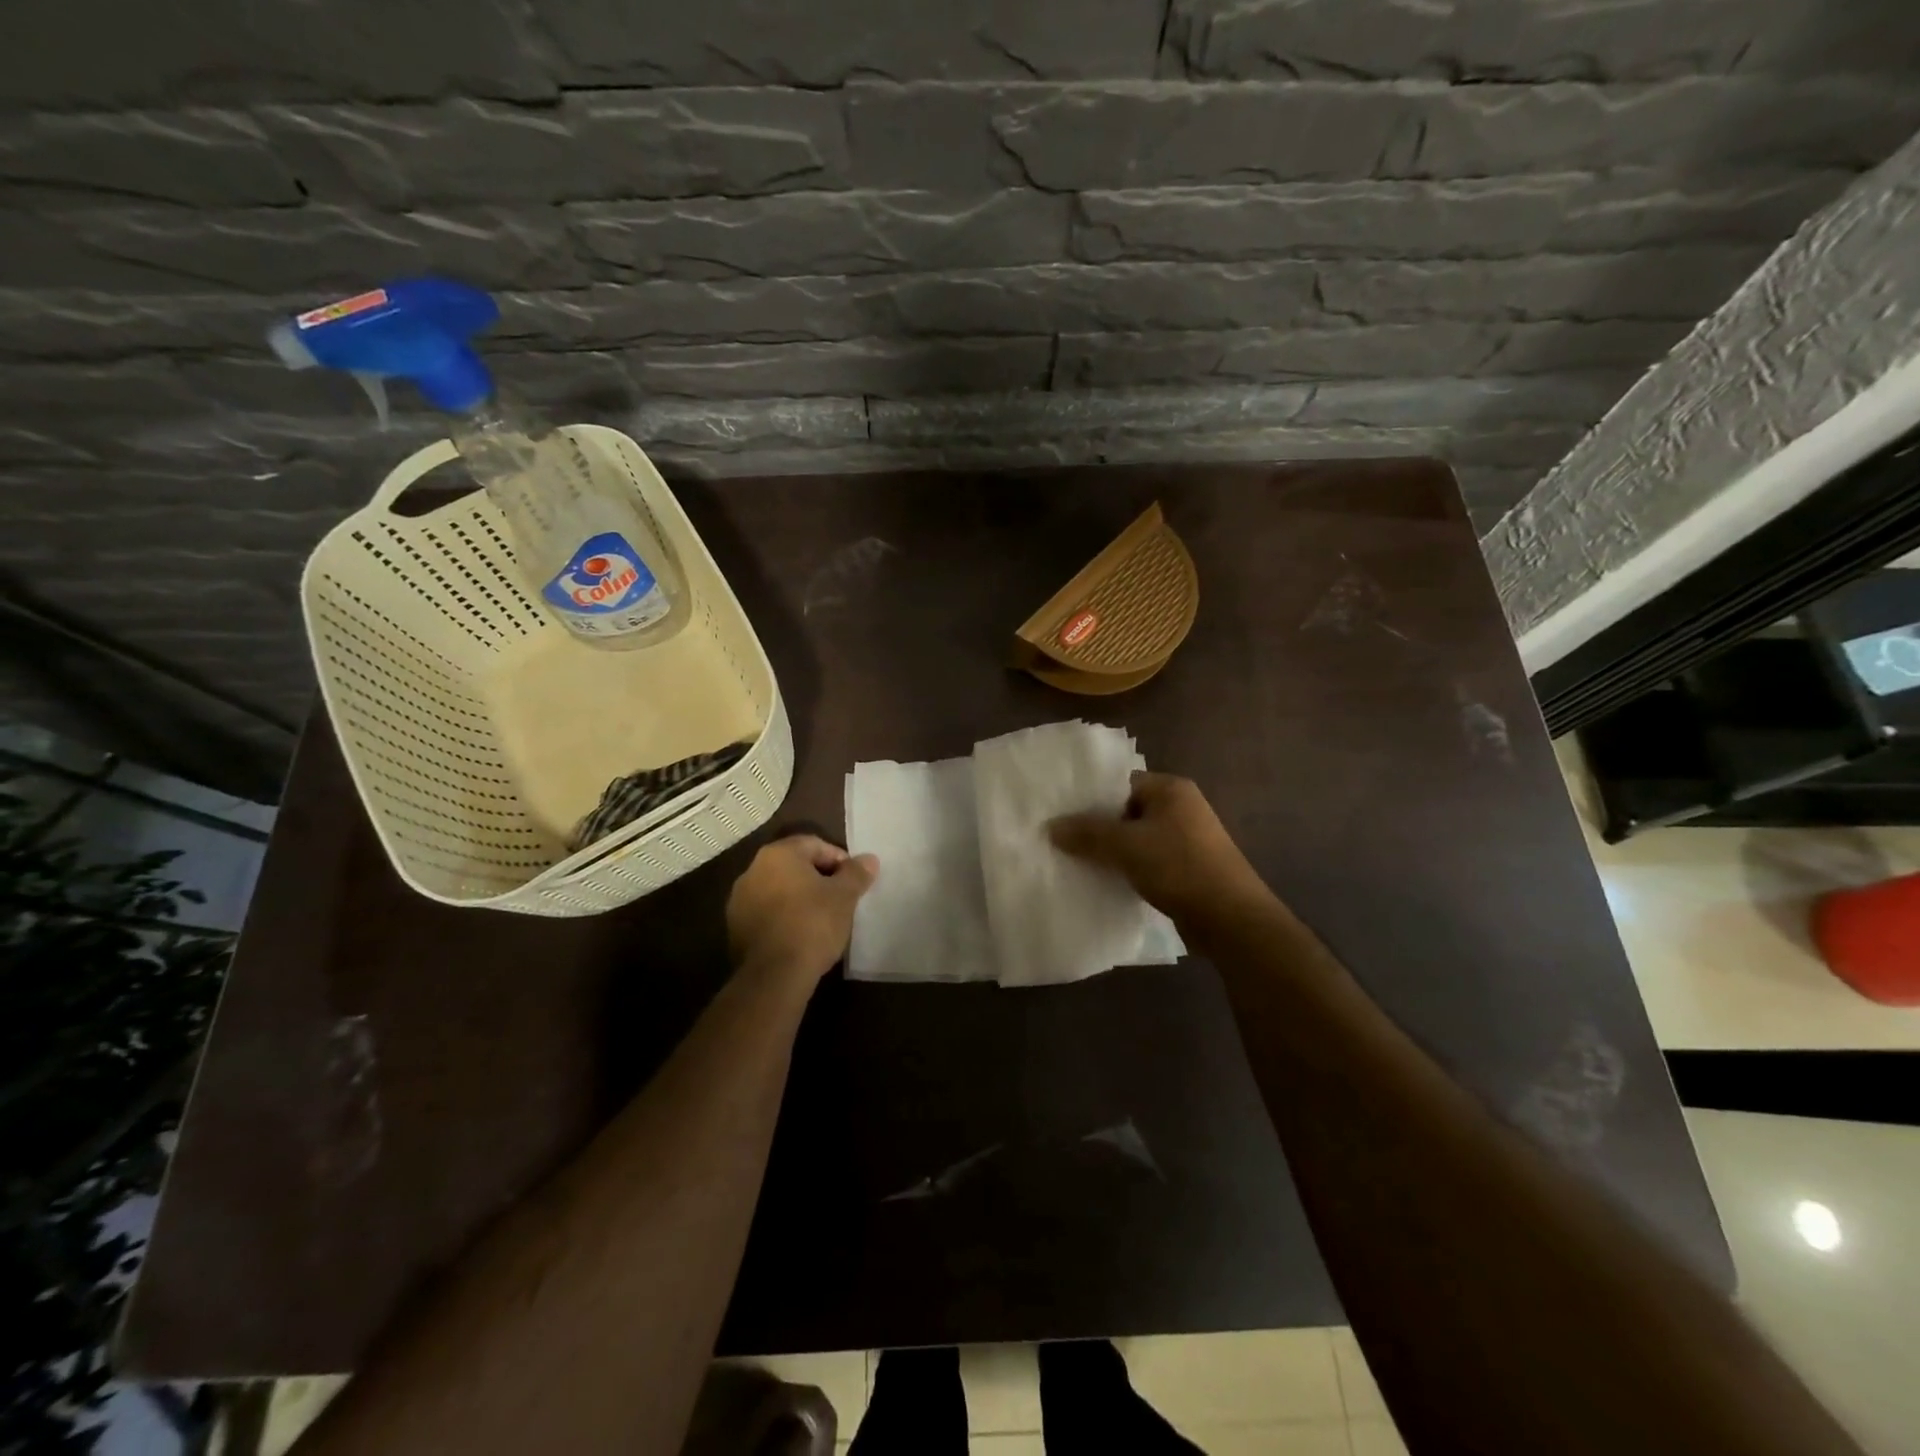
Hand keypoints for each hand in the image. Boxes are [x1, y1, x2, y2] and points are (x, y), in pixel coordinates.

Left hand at [726, 835, 878, 983]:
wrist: (774, 975)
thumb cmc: (812, 924)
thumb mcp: (844, 896)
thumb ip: (856, 873)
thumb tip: (868, 859)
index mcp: (778, 854)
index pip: (815, 844)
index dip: (840, 860)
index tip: (854, 881)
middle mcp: (752, 870)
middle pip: (794, 866)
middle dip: (819, 878)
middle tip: (841, 898)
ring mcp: (739, 900)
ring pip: (779, 889)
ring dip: (800, 898)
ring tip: (822, 918)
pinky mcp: (735, 927)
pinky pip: (767, 912)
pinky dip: (784, 916)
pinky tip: (800, 934)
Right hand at [1049, 771, 1268, 925]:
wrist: (1231, 919)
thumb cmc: (1179, 868)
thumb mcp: (1126, 846)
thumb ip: (1087, 833)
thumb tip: (1051, 827)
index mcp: (1170, 789)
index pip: (1120, 782)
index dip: (1089, 797)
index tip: (1059, 813)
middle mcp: (1180, 807)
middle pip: (1125, 810)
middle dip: (1096, 826)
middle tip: (1060, 838)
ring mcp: (1185, 838)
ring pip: (1135, 837)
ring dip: (1110, 850)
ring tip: (1074, 860)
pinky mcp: (1185, 866)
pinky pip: (1146, 859)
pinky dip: (1125, 866)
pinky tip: (1102, 879)